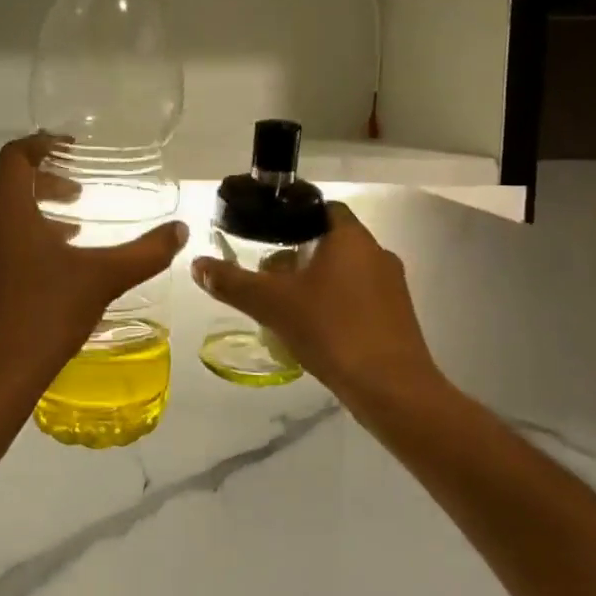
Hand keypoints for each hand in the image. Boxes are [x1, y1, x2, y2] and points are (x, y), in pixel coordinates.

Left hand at [0, 134, 187, 399]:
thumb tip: (181, 230)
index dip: (42, 143)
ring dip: (38, 210)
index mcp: (7, 210)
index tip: (71, 148)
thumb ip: (146, 252)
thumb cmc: (46, 312)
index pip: (15, 155)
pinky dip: (28, 236)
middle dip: (46, 180)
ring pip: (6, 215)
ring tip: (74, 226)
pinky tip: (57, 265)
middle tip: (79, 191)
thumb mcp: (104, 278)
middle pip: (12, 184)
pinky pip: (1, 240)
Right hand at [191, 202, 444, 406]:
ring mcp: (392, 286)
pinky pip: (359, 297)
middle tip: (267, 274)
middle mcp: (377, 253)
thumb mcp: (271, 304)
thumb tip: (197, 264)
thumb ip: (232, 282)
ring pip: (345, 271)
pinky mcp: (397, 316)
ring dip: (316, 281)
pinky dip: (335, 303)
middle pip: (330, 241)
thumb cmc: (331, 329)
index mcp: (351, 238)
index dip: (293, 216)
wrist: (390, 387)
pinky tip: (313, 328)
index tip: (266, 233)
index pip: (322, 207)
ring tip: (285, 304)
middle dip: (298, 254)